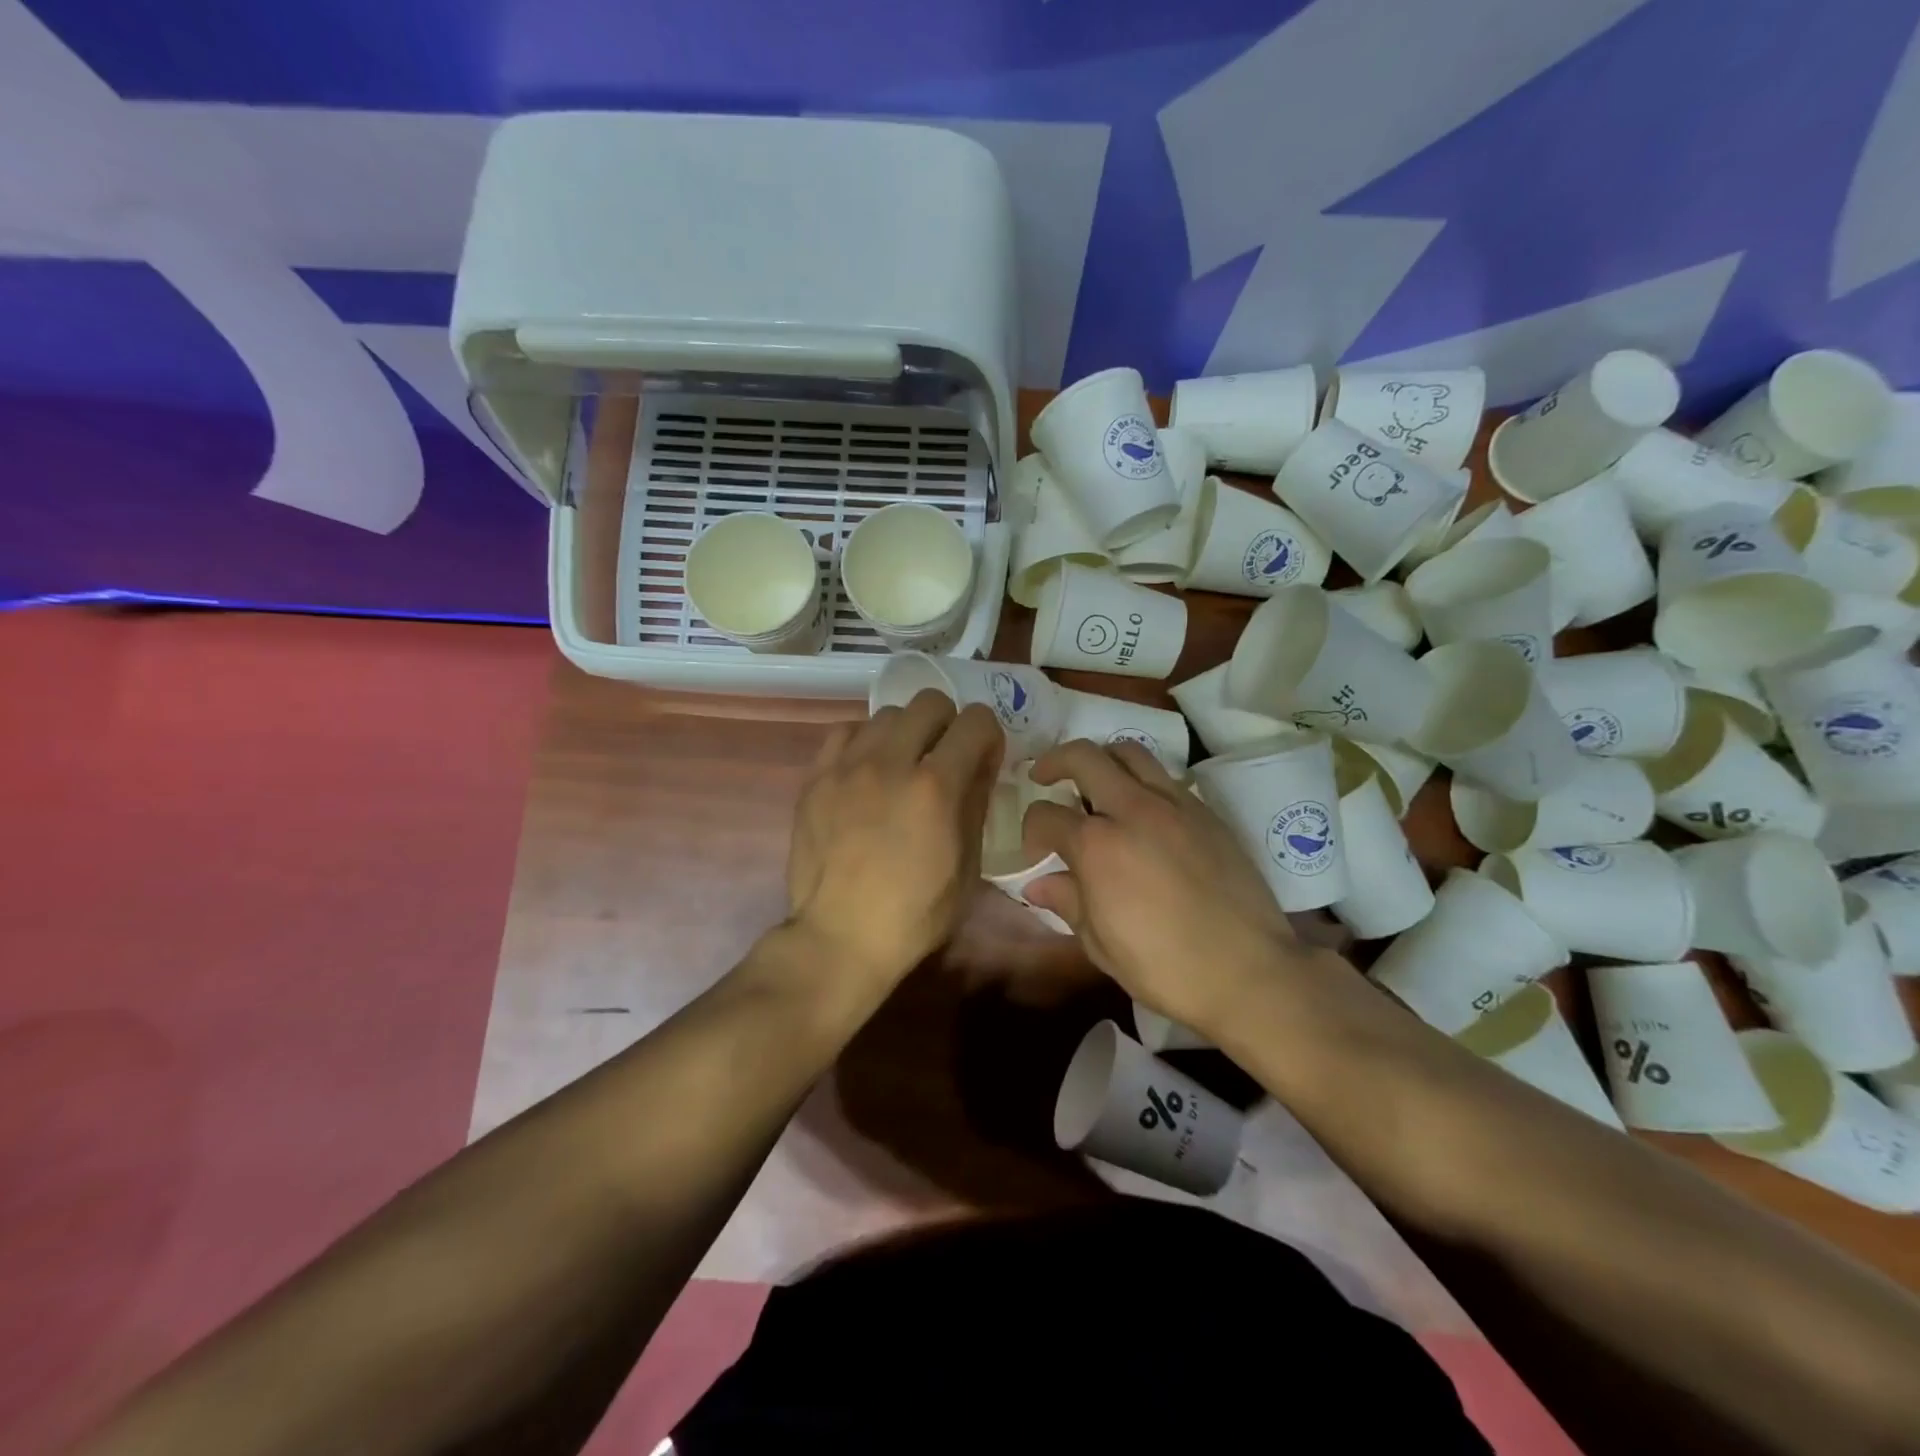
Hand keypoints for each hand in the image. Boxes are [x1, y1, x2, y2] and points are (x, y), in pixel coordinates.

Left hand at [785, 690, 1004, 986]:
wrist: (841, 937)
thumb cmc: (915, 913)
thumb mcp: (968, 866)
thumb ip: (976, 802)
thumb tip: (981, 763)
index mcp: (936, 787)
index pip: (976, 721)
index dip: (988, 736)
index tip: (983, 759)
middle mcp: (891, 762)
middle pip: (930, 702)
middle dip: (948, 724)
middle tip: (944, 757)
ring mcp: (847, 766)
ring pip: (887, 714)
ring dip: (906, 732)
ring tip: (902, 766)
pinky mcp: (816, 777)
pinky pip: (845, 731)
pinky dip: (865, 742)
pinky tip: (867, 770)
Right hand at [1022, 740, 1322, 1035]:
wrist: (1249, 972)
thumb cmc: (1165, 969)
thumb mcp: (1101, 944)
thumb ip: (1067, 902)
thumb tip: (1037, 884)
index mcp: (1097, 847)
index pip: (1046, 816)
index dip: (1031, 831)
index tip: (1037, 851)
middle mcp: (1131, 810)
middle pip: (1083, 757)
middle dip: (1054, 763)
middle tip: (1045, 777)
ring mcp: (1173, 805)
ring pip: (1128, 752)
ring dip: (1102, 759)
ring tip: (1095, 781)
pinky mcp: (1205, 811)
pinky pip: (1164, 777)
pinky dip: (1141, 781)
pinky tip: (1141, 811)